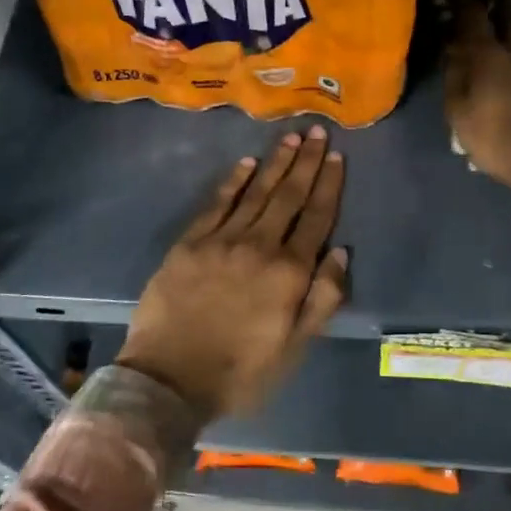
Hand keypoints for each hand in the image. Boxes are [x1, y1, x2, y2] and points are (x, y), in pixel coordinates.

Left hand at [116, 127, 348, 420]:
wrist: (169, 379)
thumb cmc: (240, 372)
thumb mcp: (294, 348)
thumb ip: (322, 299)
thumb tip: (341, 252)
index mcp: (289, 272)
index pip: (316, 218)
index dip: (328, 185)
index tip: (336, 156)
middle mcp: (259, 245)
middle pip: (288, 195)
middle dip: (305, 162)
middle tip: (316, 130)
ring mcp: (221, 240)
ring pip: (256, 192)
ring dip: (275, 163)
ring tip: (290, 138)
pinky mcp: (190, 242)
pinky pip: (217, 203)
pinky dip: (234, 181)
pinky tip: (246, 163)